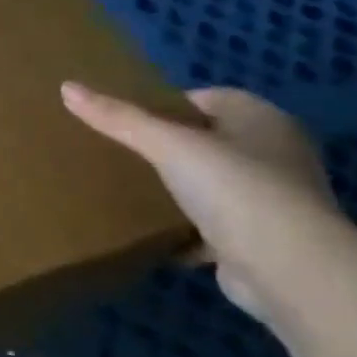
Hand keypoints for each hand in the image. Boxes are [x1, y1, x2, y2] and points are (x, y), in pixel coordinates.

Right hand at [61, 82, 346, 322]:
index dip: (164, 106)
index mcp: (262, 120)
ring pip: (210, 184)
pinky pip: (212, 225)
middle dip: (166, 148)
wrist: (288, 268)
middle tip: (117, 154)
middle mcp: (275, 154)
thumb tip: (67, 87)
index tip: (123, 121)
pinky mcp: (261, 238)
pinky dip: (185, 229)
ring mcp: (272, 199)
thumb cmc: (235, 189)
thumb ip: (119, 119)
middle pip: (207, 141)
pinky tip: (150, 233)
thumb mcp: (167, 146)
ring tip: (126, 191)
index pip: (206, 98)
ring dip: (176, 190)